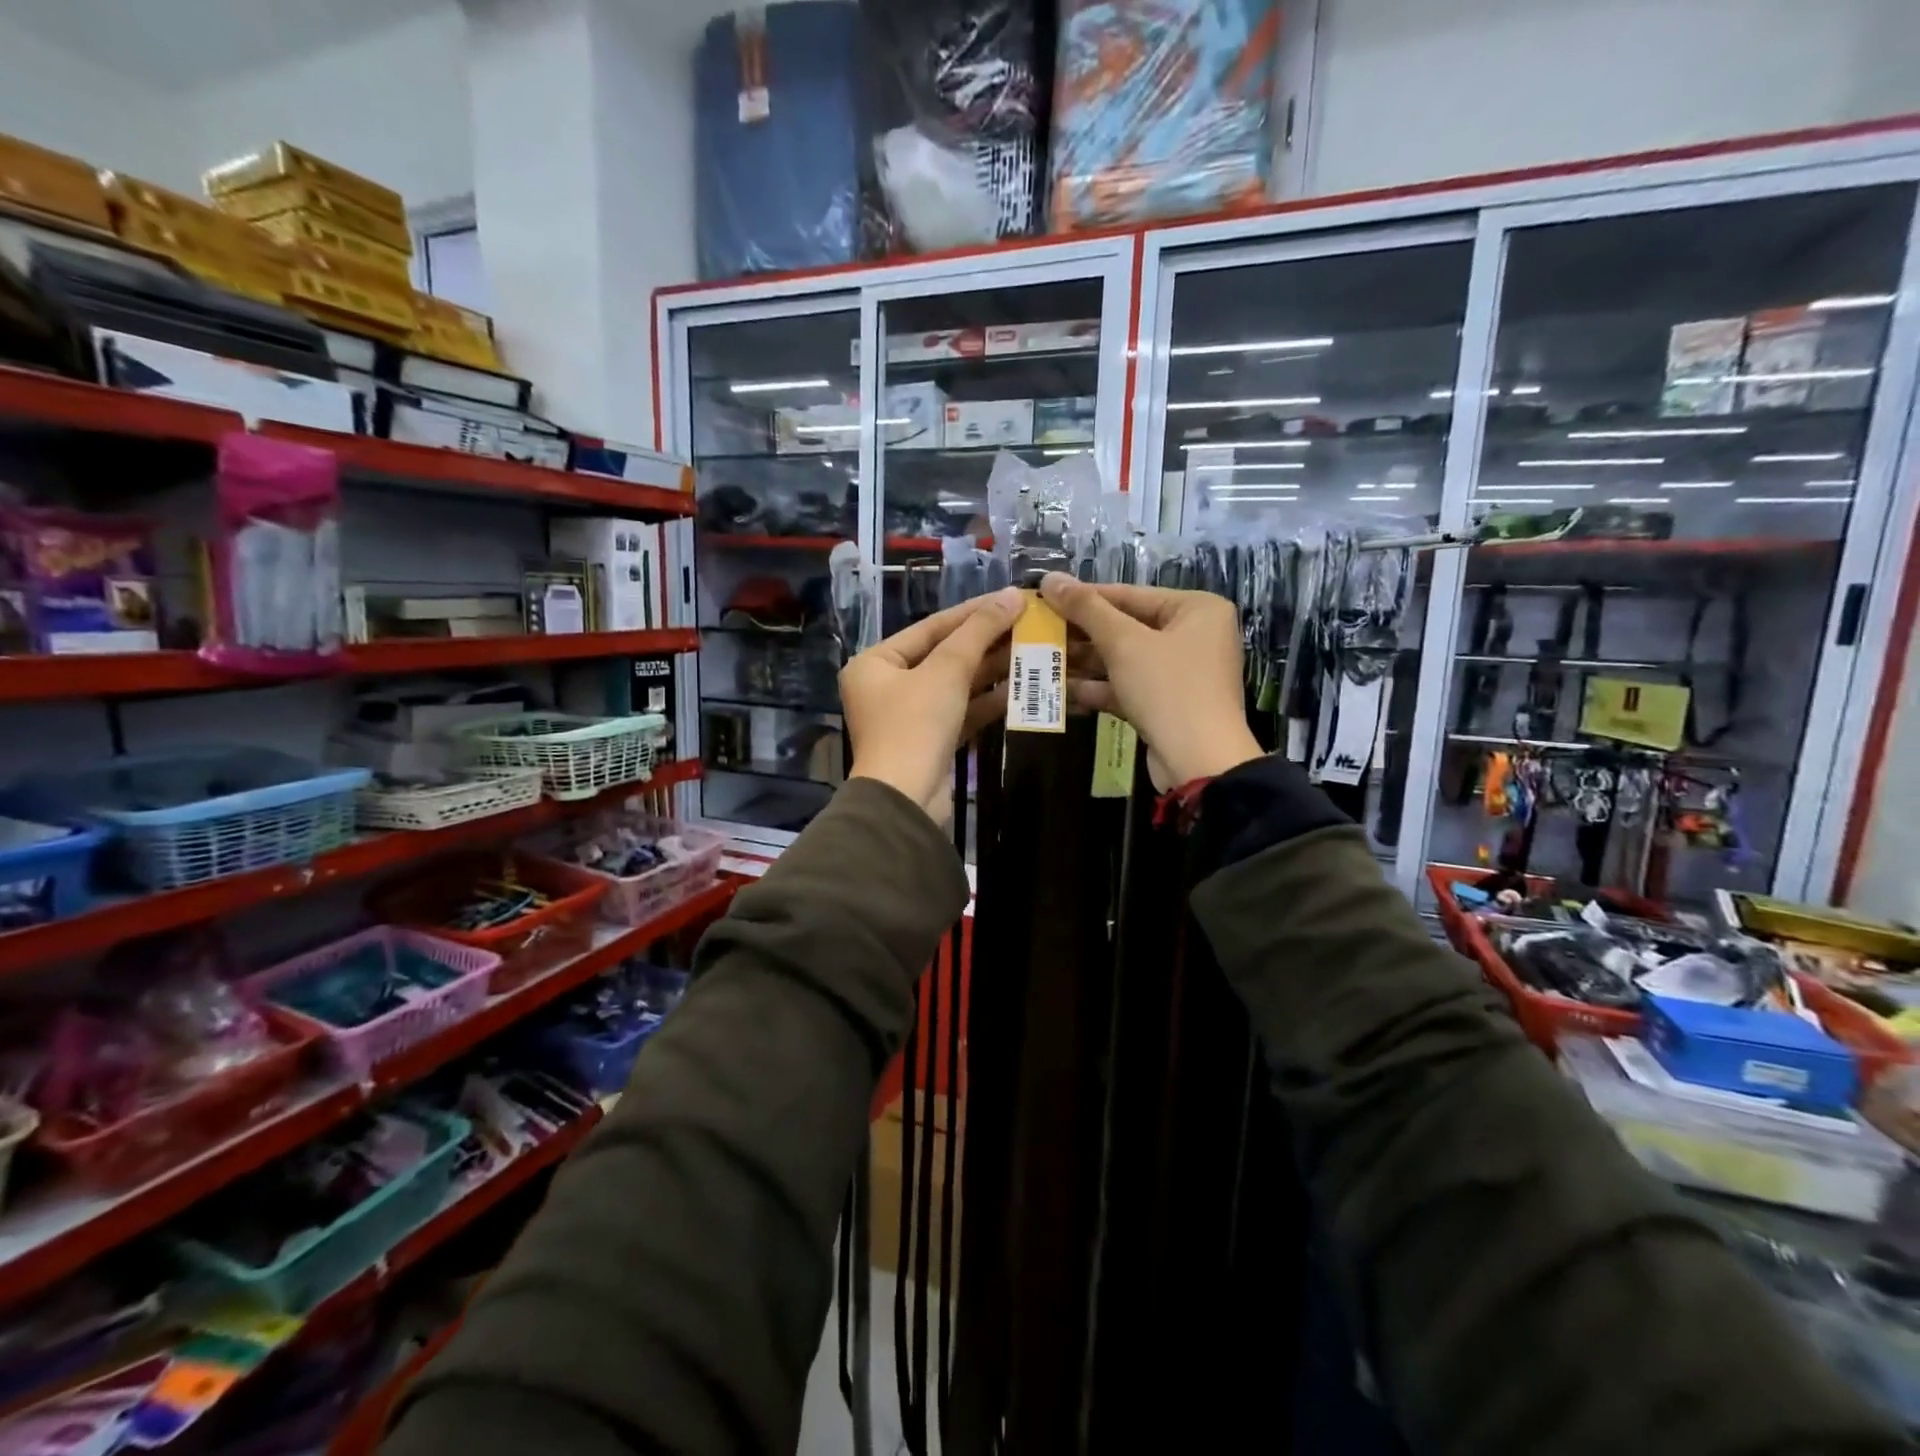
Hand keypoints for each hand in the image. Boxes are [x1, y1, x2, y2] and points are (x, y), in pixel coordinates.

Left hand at [842, 587, 1024, 820]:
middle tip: (1028, 624)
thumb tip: (1012, 595)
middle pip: (944, 655)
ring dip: (992, 669)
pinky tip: (1020, 687)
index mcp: (875, 662)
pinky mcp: (930, 742)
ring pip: (956, 684)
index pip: (931, 627)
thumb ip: (979, 631)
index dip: (973, 611)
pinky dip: (987, 700)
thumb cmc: (915, 724)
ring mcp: (909, 717)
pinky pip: (961, 711)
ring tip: (1032, 650)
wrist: (906, 800)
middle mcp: (887, 686)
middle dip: (986, 641)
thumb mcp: (947, 670)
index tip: (1011, 598)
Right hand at [1038, 572, 1263, 787]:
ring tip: (1041, 659)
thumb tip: (1050, 578)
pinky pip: (1128, 686)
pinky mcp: (1167, 704)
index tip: (1045, 598)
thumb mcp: (1124, 643)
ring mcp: (1181, 673)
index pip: (1130, 594)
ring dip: (1084, 662)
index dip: (1084, 597)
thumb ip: (1086, 609)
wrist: (1198, 762)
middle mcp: (1194, 636)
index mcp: (1196, 609)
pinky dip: (1099, 688)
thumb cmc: (1167, 688)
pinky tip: (1061, 690)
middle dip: (1082, 634)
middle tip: (1039, 631)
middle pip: (1127, 627)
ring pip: (1124, 659)